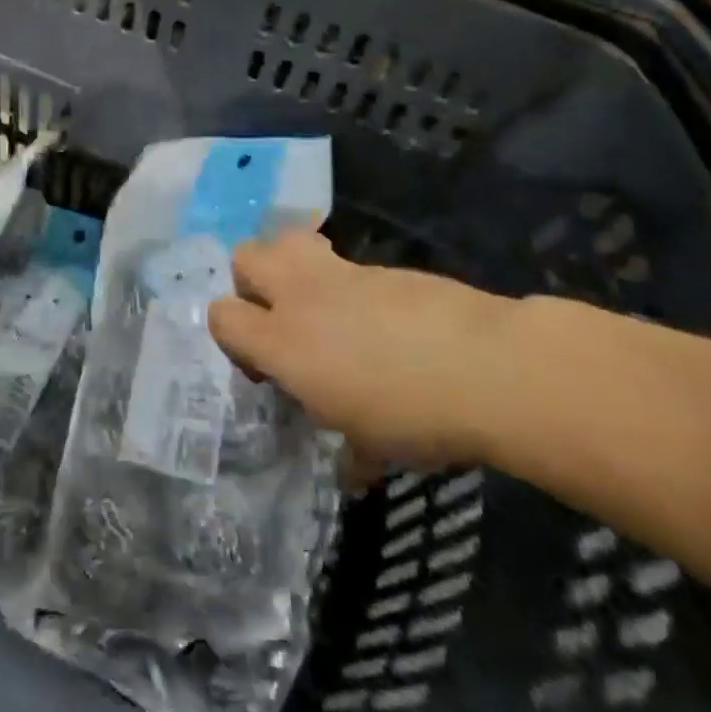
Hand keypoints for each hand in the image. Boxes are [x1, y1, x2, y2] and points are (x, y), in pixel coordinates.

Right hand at [207, 229, 515, 469]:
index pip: (222, 317)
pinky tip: (379, 319)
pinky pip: (343, 263)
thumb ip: (351, 452)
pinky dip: (345, 283)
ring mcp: (341, 273)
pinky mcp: (379, 266)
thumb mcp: (374, 446)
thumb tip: (353, 471)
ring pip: (288, 241)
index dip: (232, 338)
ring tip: (319, 304)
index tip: (265, 369)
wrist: (488, 366)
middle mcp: (302, 297)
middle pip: (245, 257)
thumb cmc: (417, 416)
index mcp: (285, 343)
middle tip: (280, 319)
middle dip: (250, 283)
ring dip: (290, 266)